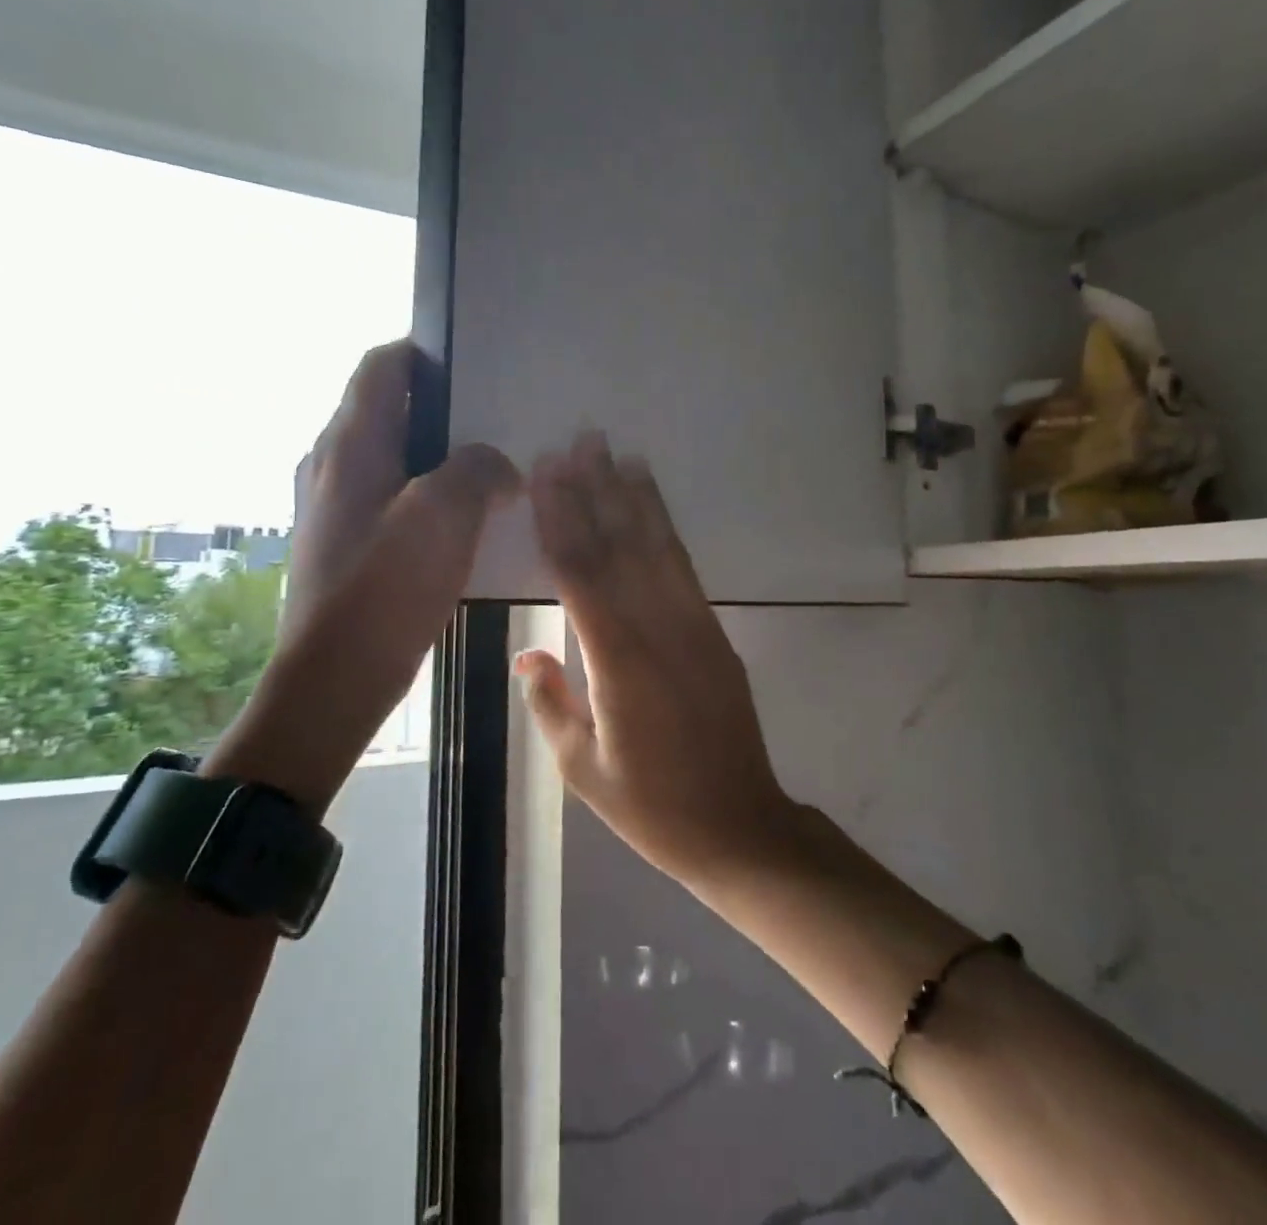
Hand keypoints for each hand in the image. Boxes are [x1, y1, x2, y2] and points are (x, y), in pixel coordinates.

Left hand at [210, 340, 519, 812]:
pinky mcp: (353, 543)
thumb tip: (495, 465)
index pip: (383, 367)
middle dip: (447, 409)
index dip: (427, 353)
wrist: (334, 679)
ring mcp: (341, 506)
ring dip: (446, 457)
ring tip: (498, 467)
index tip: (479, 364)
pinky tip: (474, 520)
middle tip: (503, 418)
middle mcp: (337, 464)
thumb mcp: (443, 515)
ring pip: (400, 458)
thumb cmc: (384, 588)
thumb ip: (477, 470)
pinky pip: (401, 500)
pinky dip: (436, 497)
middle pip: (393, 410)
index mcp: (351, 444)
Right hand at [517, 432, 800, 887]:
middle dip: (597, 491)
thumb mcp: (582, 769)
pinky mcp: (715, 633)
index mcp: (618, 664)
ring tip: (616, 454)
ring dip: (635, 498)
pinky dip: (666, 531)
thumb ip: (550, 702)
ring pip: (658, 549)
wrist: (739, 825)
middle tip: (579, 441)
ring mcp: (694, 627)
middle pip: (621, 548)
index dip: (562, 519)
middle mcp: (659, 632)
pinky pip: (684, 570)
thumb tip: (527, 651)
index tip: (547, 474)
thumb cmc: (651, 807)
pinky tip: (653, 508)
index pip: (582, 576)